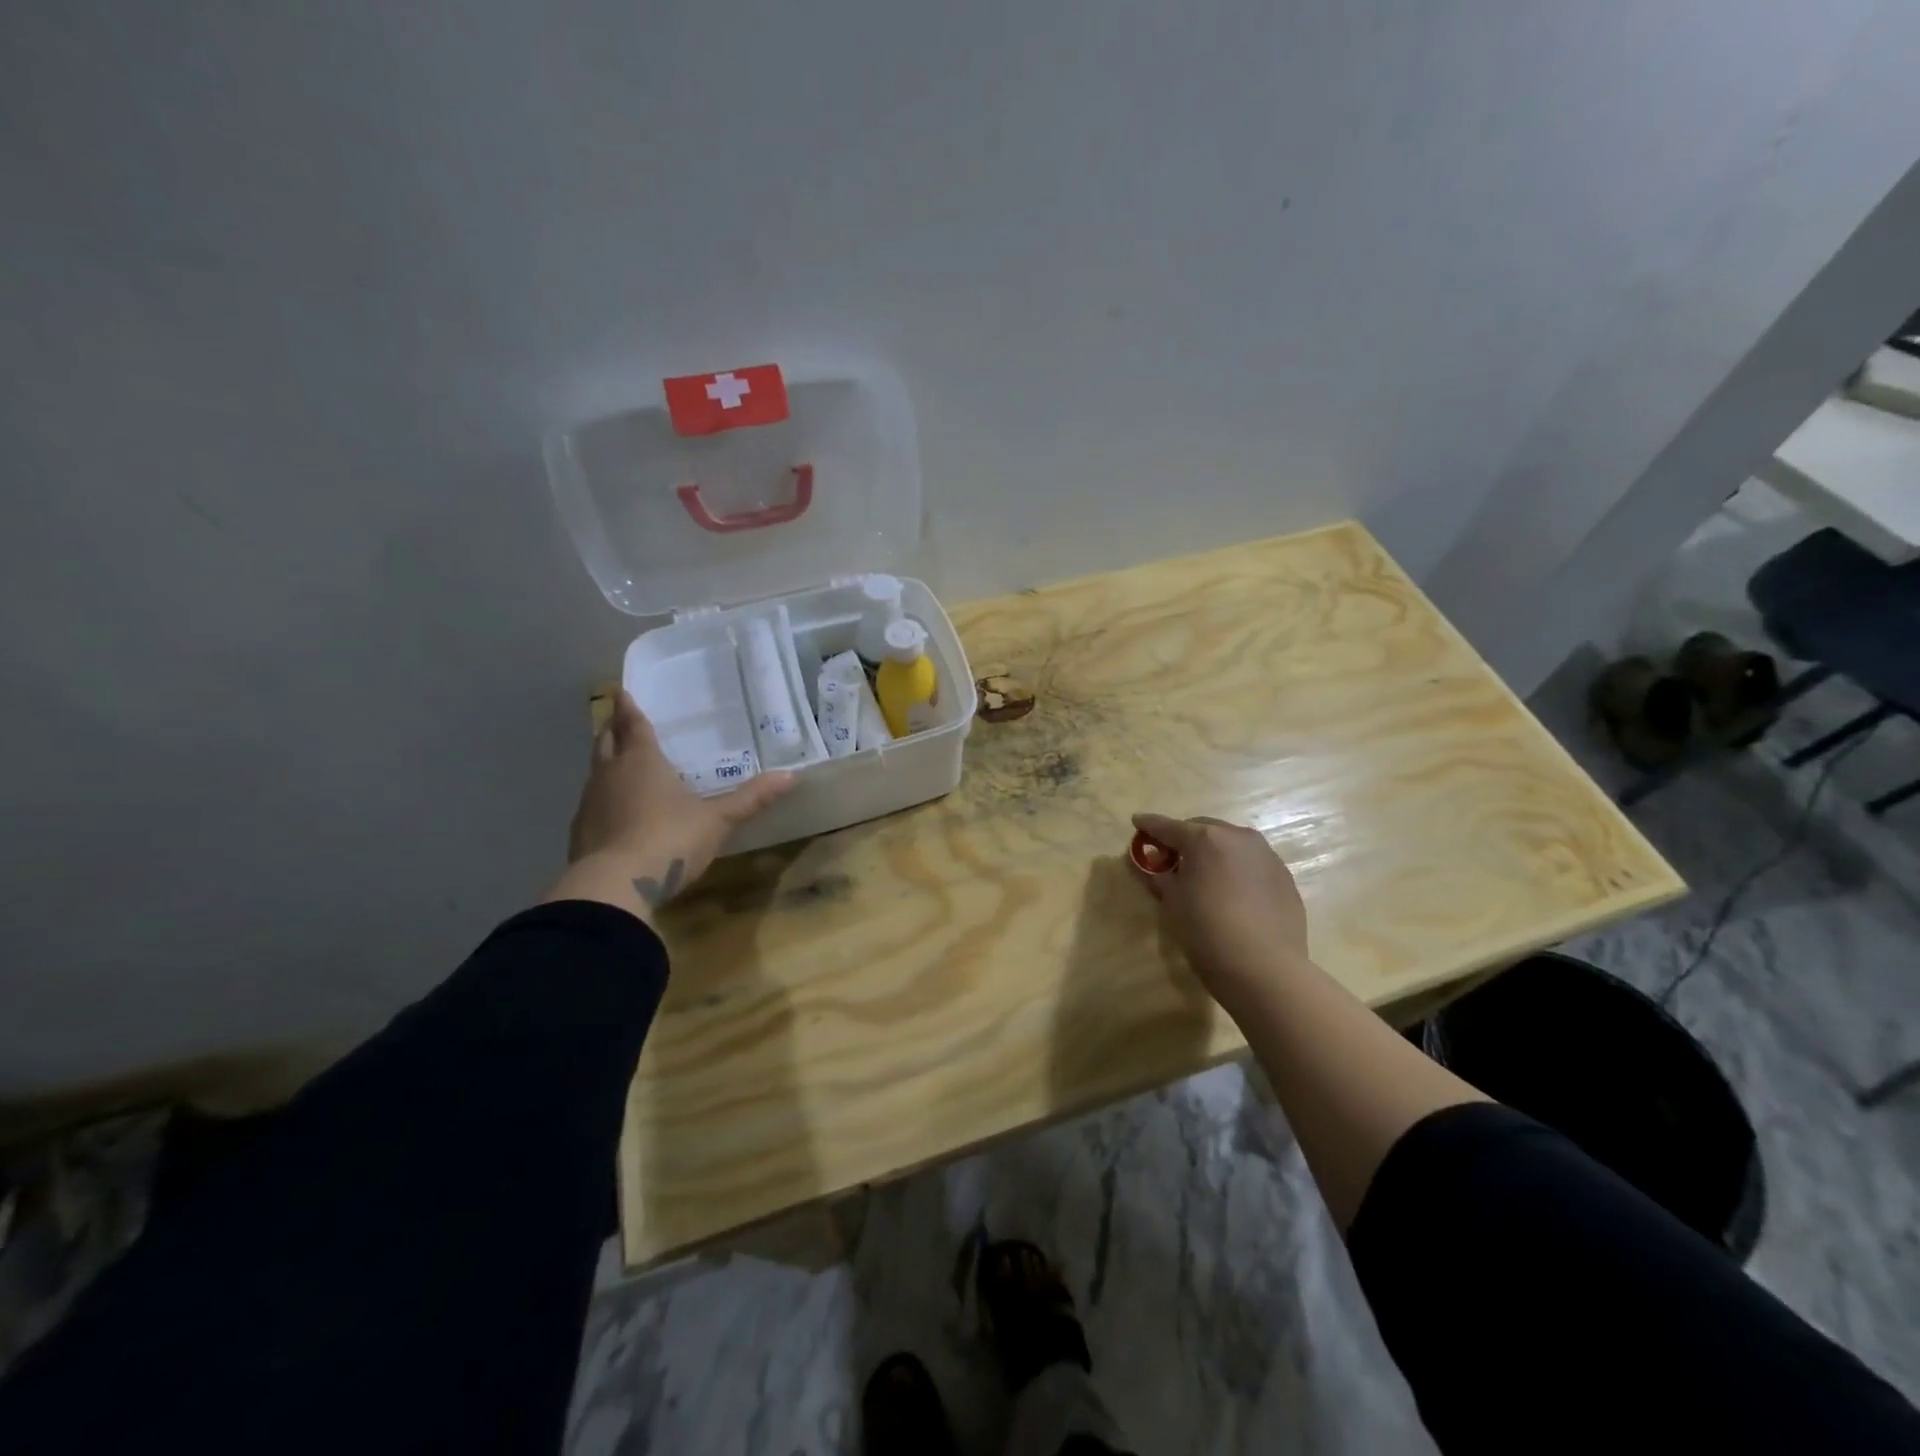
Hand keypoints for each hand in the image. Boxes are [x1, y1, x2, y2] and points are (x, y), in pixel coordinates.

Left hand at [552, 692, 793, 919]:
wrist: (614, 886)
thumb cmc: (670, 839)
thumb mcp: (718, 819)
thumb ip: (751, 798)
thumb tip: (792, 776)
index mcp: (642, 761)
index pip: (633, 725)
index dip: (629, 708)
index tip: (623, 693)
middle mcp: (610, 773)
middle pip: (606, 742)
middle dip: (613, 730)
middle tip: (620, 723)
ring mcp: (589, 802)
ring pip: (595, 771)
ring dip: (606, 763)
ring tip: (619, 763)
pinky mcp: (579, 832)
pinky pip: (591, 803)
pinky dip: (602, 798)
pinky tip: (614, 811)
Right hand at [1129, 812, 1310, 1017]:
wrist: (1264, 968)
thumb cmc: (1207, 930)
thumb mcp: (1173, 903)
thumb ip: (1161, 877)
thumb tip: (1156, 868)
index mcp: (1205, 839)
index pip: (1168, 826)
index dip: (1149, 825)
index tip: (1137, 822)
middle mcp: (1238, 837)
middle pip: (1204, 829)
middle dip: (1185, 838)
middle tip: (1171, 856)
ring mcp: (1266, 855)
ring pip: (1232, 843)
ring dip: (1214, 851)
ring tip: (1204, 873)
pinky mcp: (1284, 877)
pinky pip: (1252, 863)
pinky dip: (1237, 868)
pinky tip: (1232, 891)